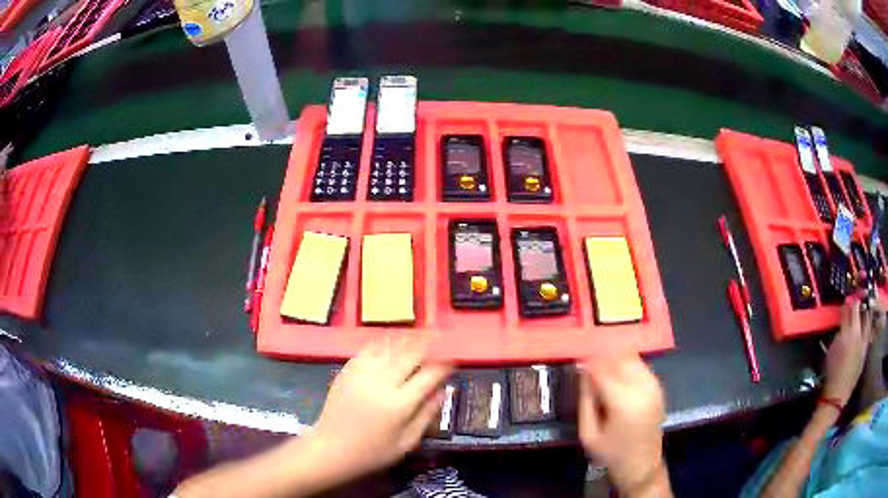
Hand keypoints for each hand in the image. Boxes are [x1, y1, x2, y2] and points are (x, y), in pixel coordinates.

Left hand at [307, 337, 450, 482]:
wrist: (331, 449)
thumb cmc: (372, 452)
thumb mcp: (407, 442)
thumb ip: (426, 415)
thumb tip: (444, 392)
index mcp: (399, 404)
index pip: (428, 376)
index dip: (443, 367)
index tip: (452, 362)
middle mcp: (382, 383)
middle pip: (409, 355)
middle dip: (427, 344)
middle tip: (438, 337)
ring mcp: (362, 374)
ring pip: (388, 348)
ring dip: (406, 339)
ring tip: (418, 333)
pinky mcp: (347, 371)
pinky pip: (368, 350)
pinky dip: (382, 343)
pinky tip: (389, 342)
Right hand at [578, 351, 665, 492]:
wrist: (642, 465)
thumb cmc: (611, 453)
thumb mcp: (589, 434)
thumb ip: (585, 402)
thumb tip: (583, 374)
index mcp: (622, 401)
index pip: (603, 369)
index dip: (588, 361)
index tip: (576, 359)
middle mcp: (641, 388)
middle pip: (620, 357)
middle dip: (602, 353)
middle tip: (587, 356)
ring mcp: (653, 386)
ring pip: (633, 357)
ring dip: (616, 355)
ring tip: (601, 361)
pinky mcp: (658, 387)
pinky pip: (641, 365)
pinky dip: (627, 362)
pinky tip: (617, 369)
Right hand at [823, 299, 871, 403]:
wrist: (837, 395)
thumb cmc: (831, 373)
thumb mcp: (831, 351)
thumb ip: (839, 333)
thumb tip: (843, 320)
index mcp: (846, 333)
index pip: (849, 309)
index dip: (848, 303)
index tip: (846, 300)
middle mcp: (857, 334)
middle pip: (859, 311)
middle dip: (858, 303)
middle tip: (856, 299)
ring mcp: (863, 342)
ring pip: (867, 319)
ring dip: (865, 312)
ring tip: (864, 309)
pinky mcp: (865, 350)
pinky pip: (869, 332)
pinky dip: (868, 325)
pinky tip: (866, 325)